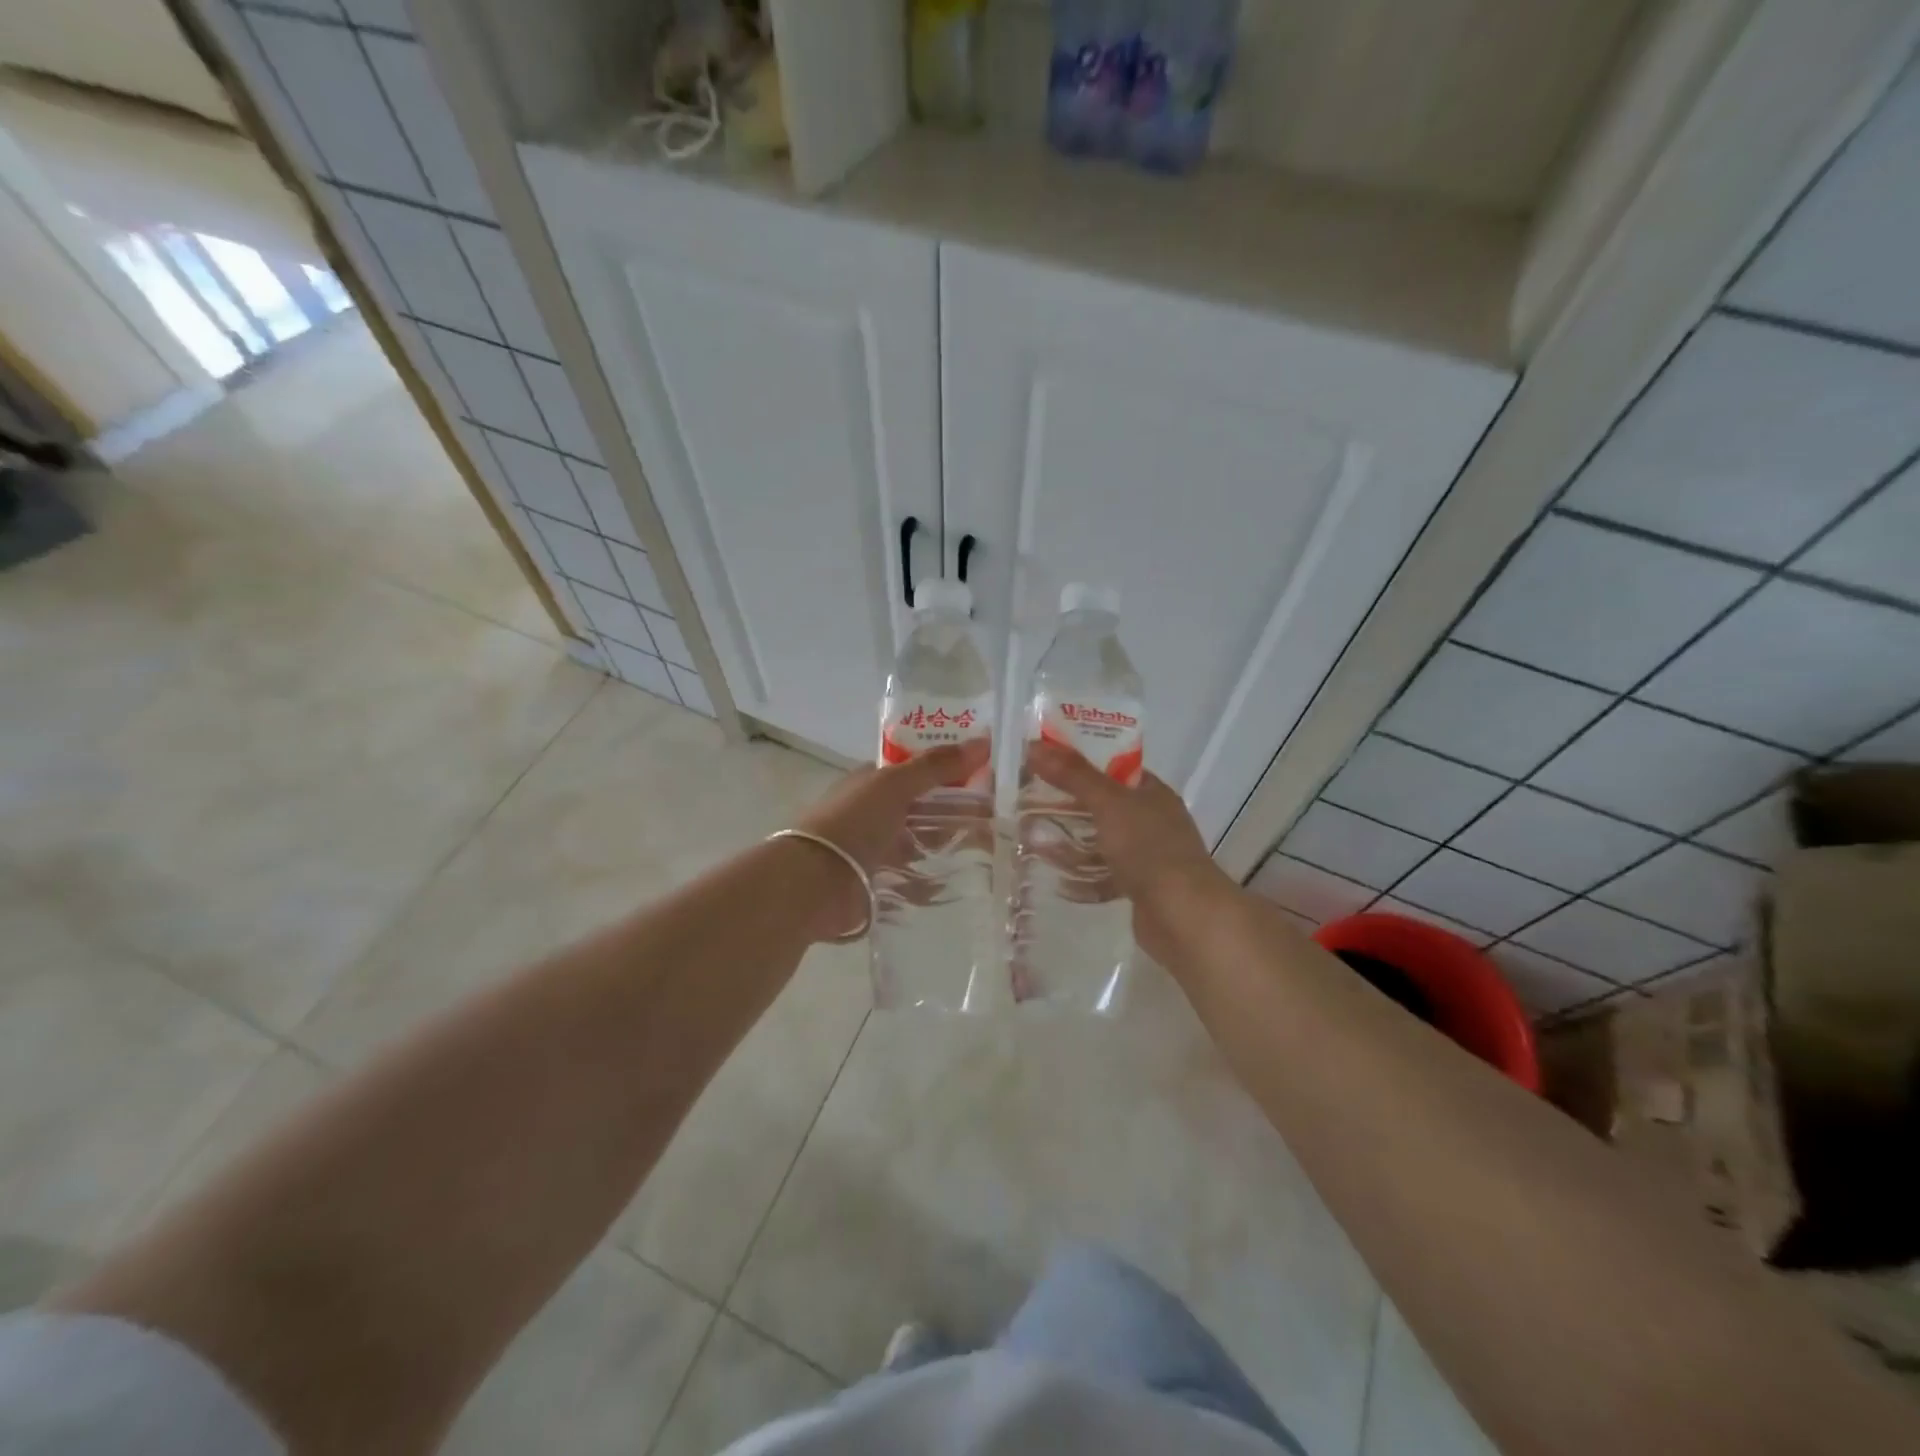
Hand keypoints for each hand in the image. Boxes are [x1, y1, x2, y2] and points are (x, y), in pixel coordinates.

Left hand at [790, 739, 990, 941]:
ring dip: (945, 846)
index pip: (913, 771)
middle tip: (994, 817)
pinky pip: (912, 879)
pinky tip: (961, 881)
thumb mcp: (896, 785)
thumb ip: (936, 766)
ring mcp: (872, 850)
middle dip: (951, 811)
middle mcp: (870, 813)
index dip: (946, 770)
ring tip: (986, 850)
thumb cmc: (853, 822)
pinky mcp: (876, 883)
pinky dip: (933, 881)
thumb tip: (983, 741)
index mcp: (870, 783)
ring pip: (917, 844)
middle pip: (919, 808)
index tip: (983, 777)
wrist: (815, 881)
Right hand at [1025, 741, 1236, 963]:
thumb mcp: (1108, 803)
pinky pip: (1105, 877)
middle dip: (1070, 805)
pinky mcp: (1140, 889)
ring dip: (1072, 843)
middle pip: (1105, 806)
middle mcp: (1153, 821)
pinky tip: (1056, 880)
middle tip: (1030, 803)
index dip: (1082, 763)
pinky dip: (1082, 878)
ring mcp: (1148, 857)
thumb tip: (1034, 745)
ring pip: (1103, 842)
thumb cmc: (1149, 849)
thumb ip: (1073, 775)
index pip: (1114, 768)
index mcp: (1153, 794)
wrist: (1184, 916)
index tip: (1046, 764)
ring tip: (1034, 840)